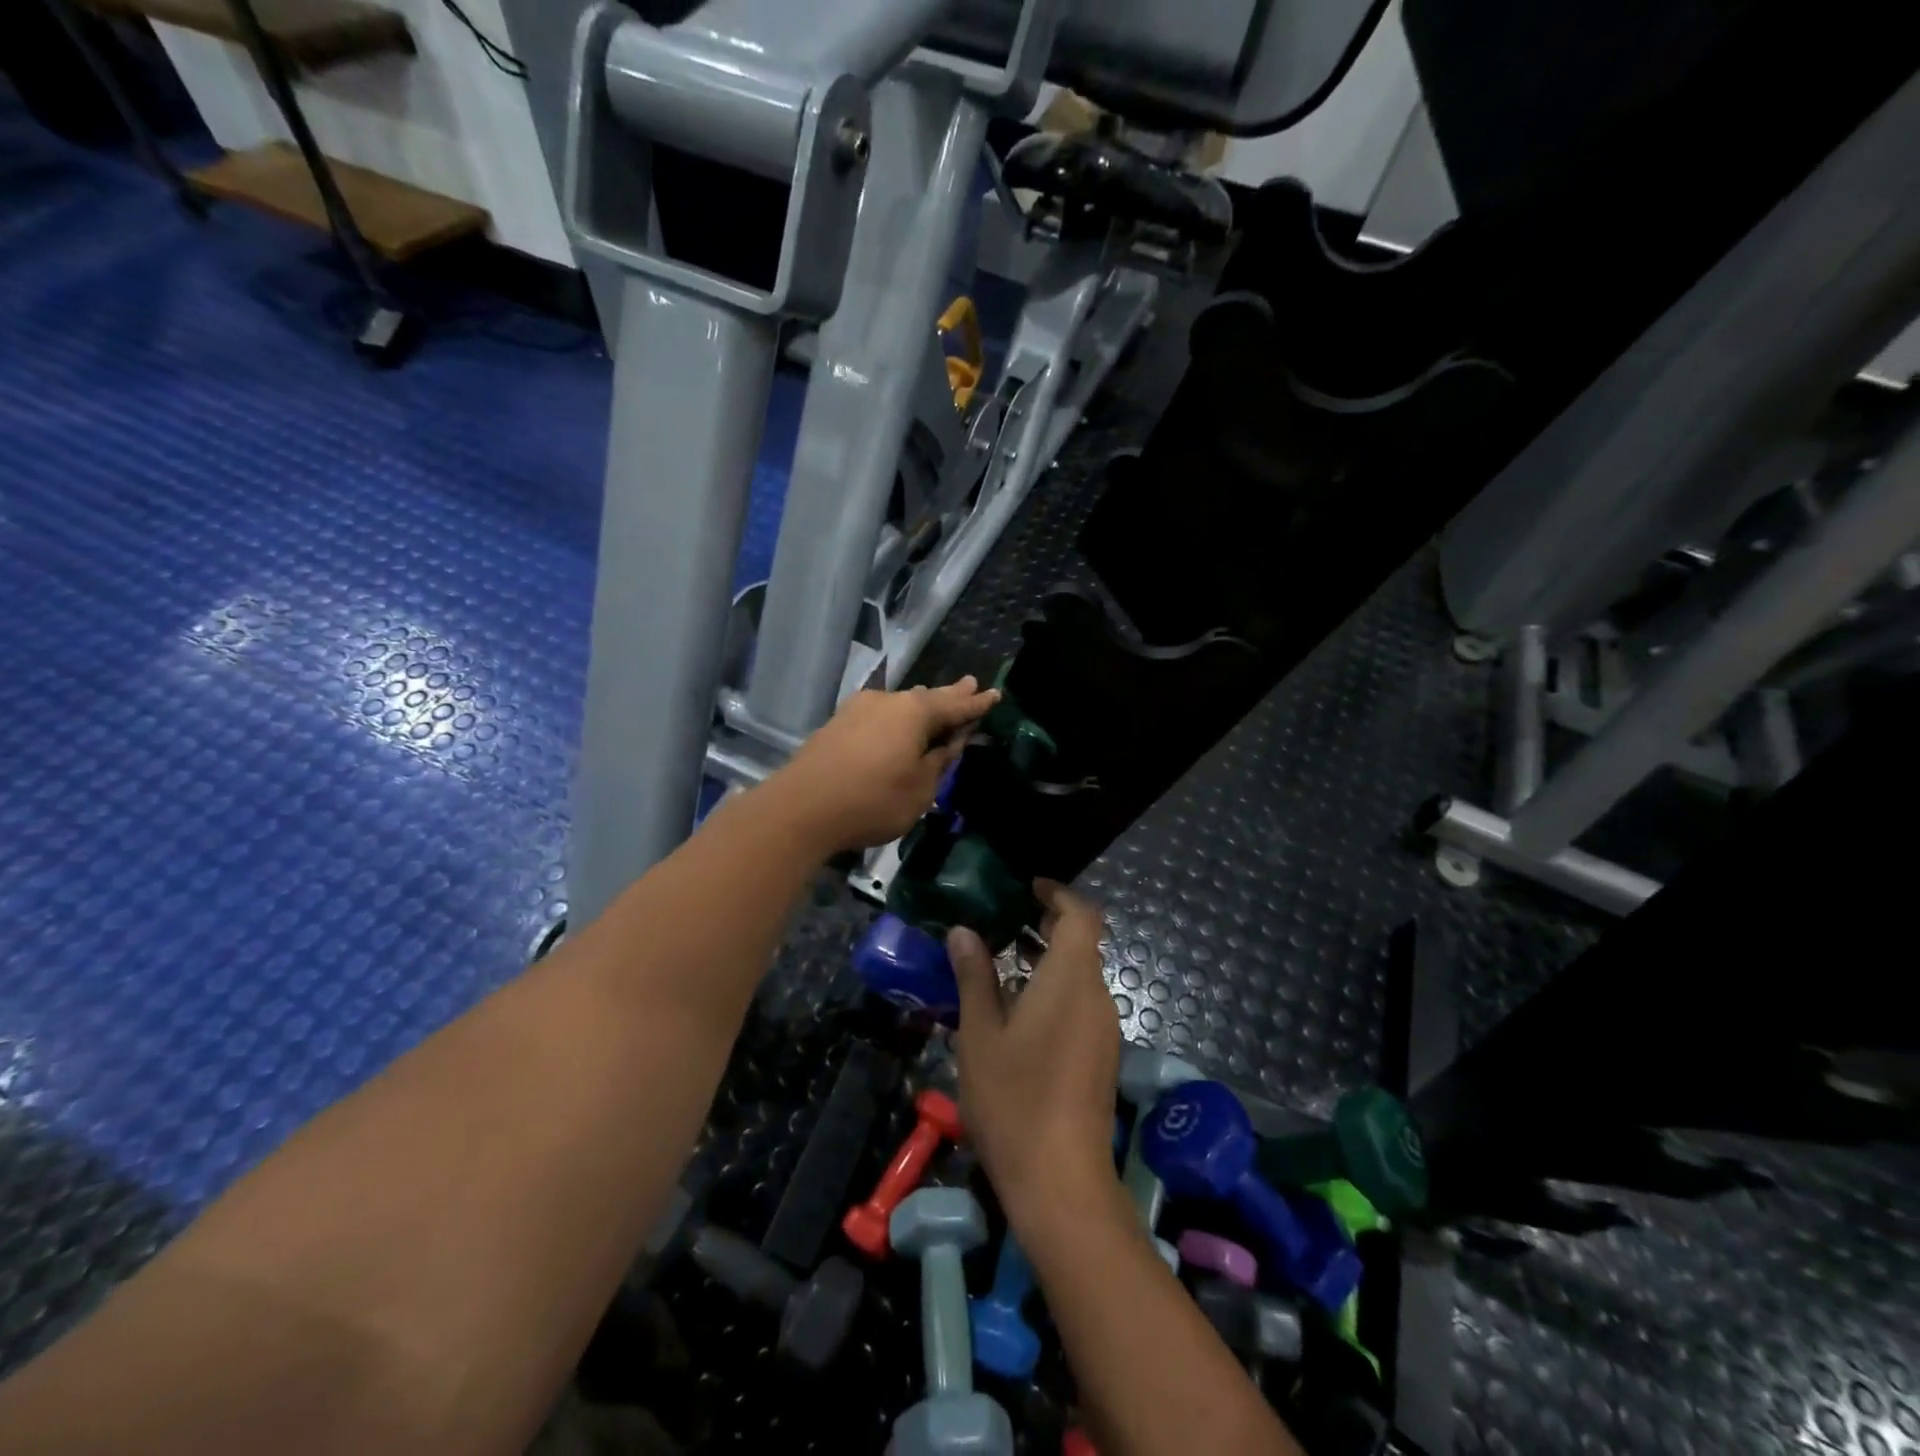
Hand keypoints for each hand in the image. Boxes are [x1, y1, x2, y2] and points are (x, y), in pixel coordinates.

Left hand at [769, 678, 997, 853]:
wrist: (802, 809)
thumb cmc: (873, 800)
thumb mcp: (921, 788)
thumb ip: (940, 760)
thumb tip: (951, 740)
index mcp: (915, 712)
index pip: (956, 705)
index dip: (977, 704)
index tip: (995, 695)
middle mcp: (887, 701)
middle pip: (926, 698)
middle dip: (950, 695)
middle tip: (970, 685)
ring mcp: (857, 710)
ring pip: (900, 706)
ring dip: (920, 708)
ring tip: (936, 702)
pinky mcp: (837, 725)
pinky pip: (879, 717)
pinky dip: (896, 721)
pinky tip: (897, 724)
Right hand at [950, 882, 1122, 1236]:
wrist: (1061, 1182)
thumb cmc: (1014, 1098)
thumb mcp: (980, 1034)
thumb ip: (975, 977)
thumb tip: (965, 932)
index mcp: (1071, 979)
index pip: (1082, 916)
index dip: (1059, 894)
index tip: (1028, 888)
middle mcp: (1096, 996)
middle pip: (1083, 943)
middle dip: (1047, 925)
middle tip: (1003, 922)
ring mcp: (1104, 1029)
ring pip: (1081, 976)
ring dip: (1049, 960)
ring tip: (1001, 963)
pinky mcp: (1101, 1056)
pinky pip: (1081, 1003)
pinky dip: (1055, 989)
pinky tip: (1018, 1011)